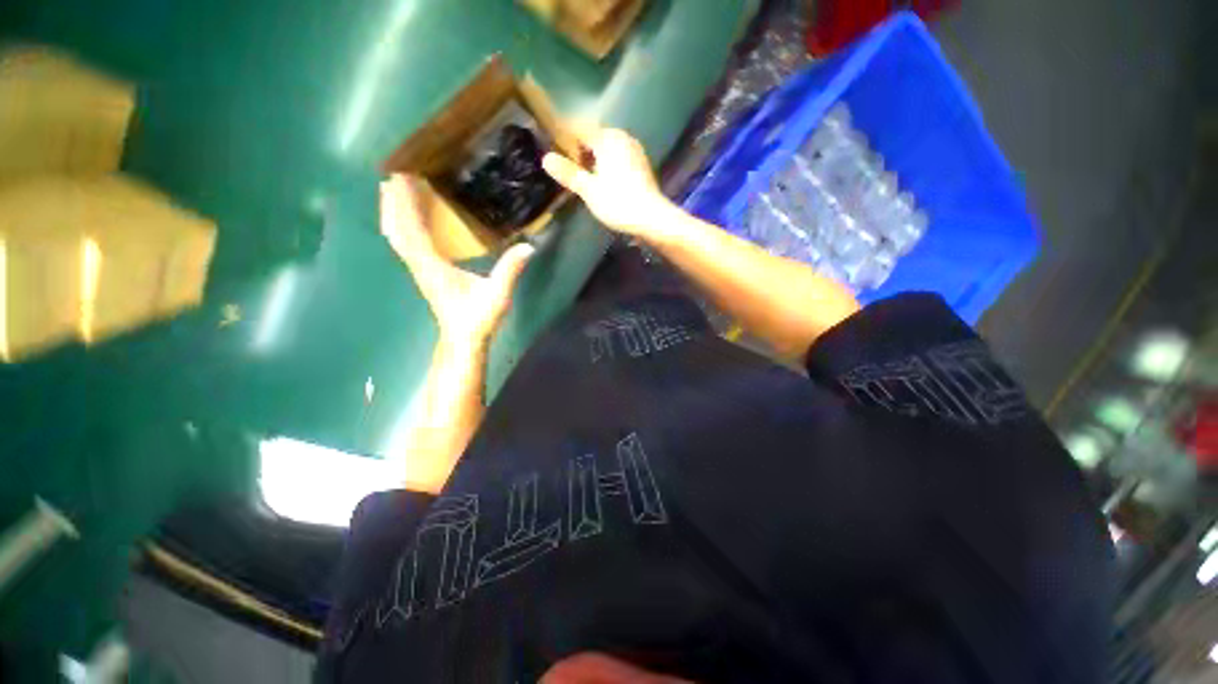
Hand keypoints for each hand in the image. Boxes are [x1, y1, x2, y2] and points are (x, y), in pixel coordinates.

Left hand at [380, 175, 534, 345]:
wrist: (463, 338)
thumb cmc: (478, 318)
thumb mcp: (498, 294)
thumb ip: (511, 270)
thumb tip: (528, 246)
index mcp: (434, 266)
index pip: (413, 230)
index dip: (405, 203)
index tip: (402, 176)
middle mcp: (420, 265)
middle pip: (397, 229)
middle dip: (393, 201)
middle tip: (393, 172)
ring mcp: (419, 269)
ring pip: (398, 237)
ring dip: (393, 212)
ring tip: (393, 188)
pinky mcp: (424, 273)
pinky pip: (406, 244)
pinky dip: (401, 227)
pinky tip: (407, 219)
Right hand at [542, 128, 674, 238]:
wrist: (652, 218)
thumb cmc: (618, 202)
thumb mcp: (589, 190)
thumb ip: (568, 173)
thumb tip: (546, 158)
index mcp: (608, 138)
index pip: (579, 129)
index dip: (563, 136)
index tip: (550, 145)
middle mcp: (623, 138)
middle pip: (594, 137)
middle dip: (579, 149)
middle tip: (565, 165)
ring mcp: (634, 151)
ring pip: (607, 148)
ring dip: (593, 157)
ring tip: (581, 174)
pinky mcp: (641, 165)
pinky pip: (618, 157)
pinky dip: (606, 164)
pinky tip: (601, 179)